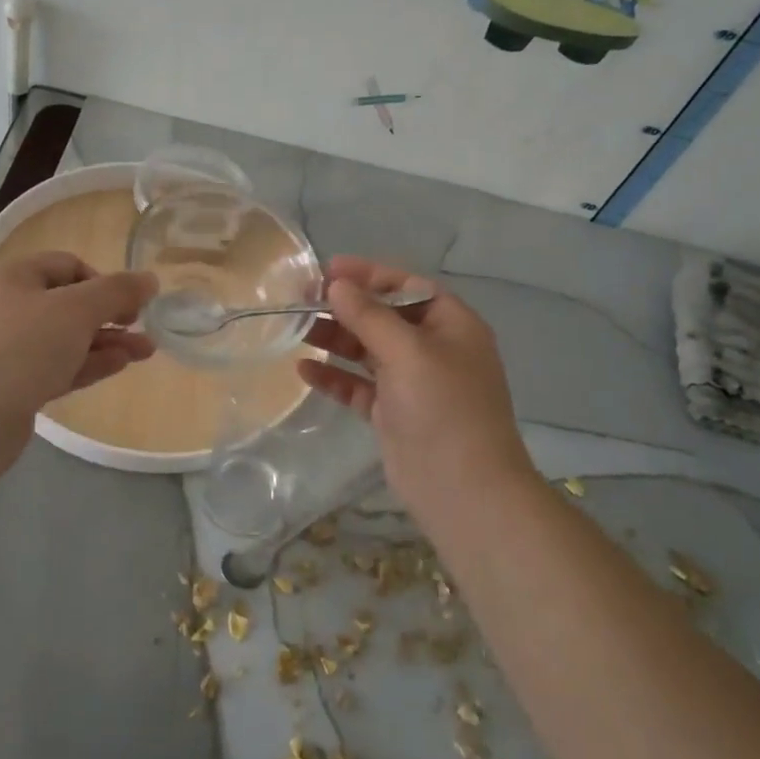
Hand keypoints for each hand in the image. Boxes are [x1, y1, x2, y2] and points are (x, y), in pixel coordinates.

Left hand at [0, 252, 156, 434]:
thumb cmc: (22, 348)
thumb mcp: (76, 310)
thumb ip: (116, 292)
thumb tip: (149, 279)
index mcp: (13, 277)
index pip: (67, 265)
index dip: (103, 279)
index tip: (130, 303)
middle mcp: (6, 307)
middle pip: (67, 303)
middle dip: (110, 315)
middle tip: (144, 328)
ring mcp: (6, 349)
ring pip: (65, 338)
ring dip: (106, 342)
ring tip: (146, 352)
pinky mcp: (11, 385)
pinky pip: (56, 366)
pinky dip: (87, 364)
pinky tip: (119, 366)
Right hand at [298, 256, 536, 523]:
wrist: (462, 488)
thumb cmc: (443, 408)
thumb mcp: (408, 351)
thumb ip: (369, 315)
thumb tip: (337, 285)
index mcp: (452, 326)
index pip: (407, 287)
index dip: (369, 275)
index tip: (328, 270)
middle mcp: (433, 349)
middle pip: (384, 317)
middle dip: (346, 307)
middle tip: (302, 300)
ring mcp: (412, 383)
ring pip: (367, 350)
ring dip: (335, 340)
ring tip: (297, 331)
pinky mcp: (392, 413)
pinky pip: (358, 386)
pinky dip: (334, 377)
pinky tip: (304, 370)